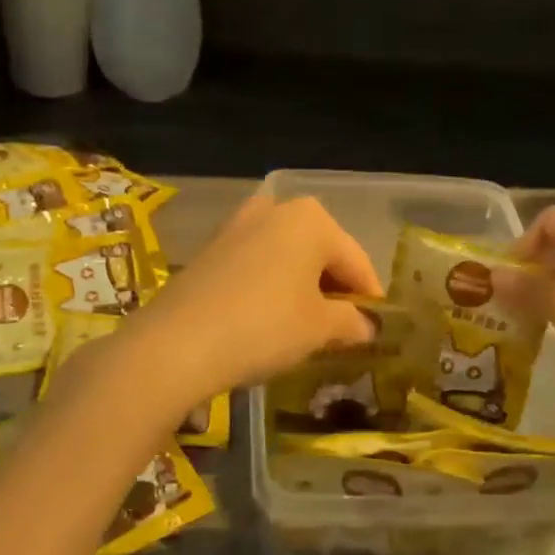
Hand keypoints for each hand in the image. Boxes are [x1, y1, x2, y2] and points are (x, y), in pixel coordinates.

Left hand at [126, 193, 382, 403]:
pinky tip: (270, 319)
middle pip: (322, 253)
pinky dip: (272, 287)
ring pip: (288, 258)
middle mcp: (275, 210)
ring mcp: (238, 226)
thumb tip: (367, 327)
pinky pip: (257, 265)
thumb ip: (352, 322)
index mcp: (312, 219)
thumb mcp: (320, 328)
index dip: (370, 298)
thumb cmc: (265, 326)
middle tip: (344, 329)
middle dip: (335, 290)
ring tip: (308, 326)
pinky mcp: (211, 249)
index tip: (377, 329)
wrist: (176, 343)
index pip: (357, 261)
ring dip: (303, 288)